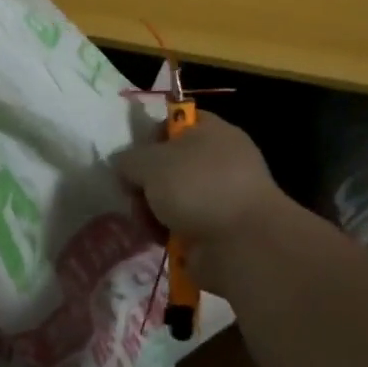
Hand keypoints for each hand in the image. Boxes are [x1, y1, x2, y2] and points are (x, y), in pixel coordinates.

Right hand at [114, 113, 287, 268]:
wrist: (243, 244)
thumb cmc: (197, 186)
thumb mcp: (149, 162)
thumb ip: (128, 160)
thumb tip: (124, 167)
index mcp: (212, 131)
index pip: (175, 122)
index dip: (149, 136)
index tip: (132, 157)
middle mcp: (220, 160)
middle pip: (169, 164)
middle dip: (146, 183)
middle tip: (135, 196)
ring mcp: (223, 197)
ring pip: (173, 198)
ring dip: (154, 211)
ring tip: (148, 224)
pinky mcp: (221, 231)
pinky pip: (184, 226)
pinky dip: (169, 234)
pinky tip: (160, 240)